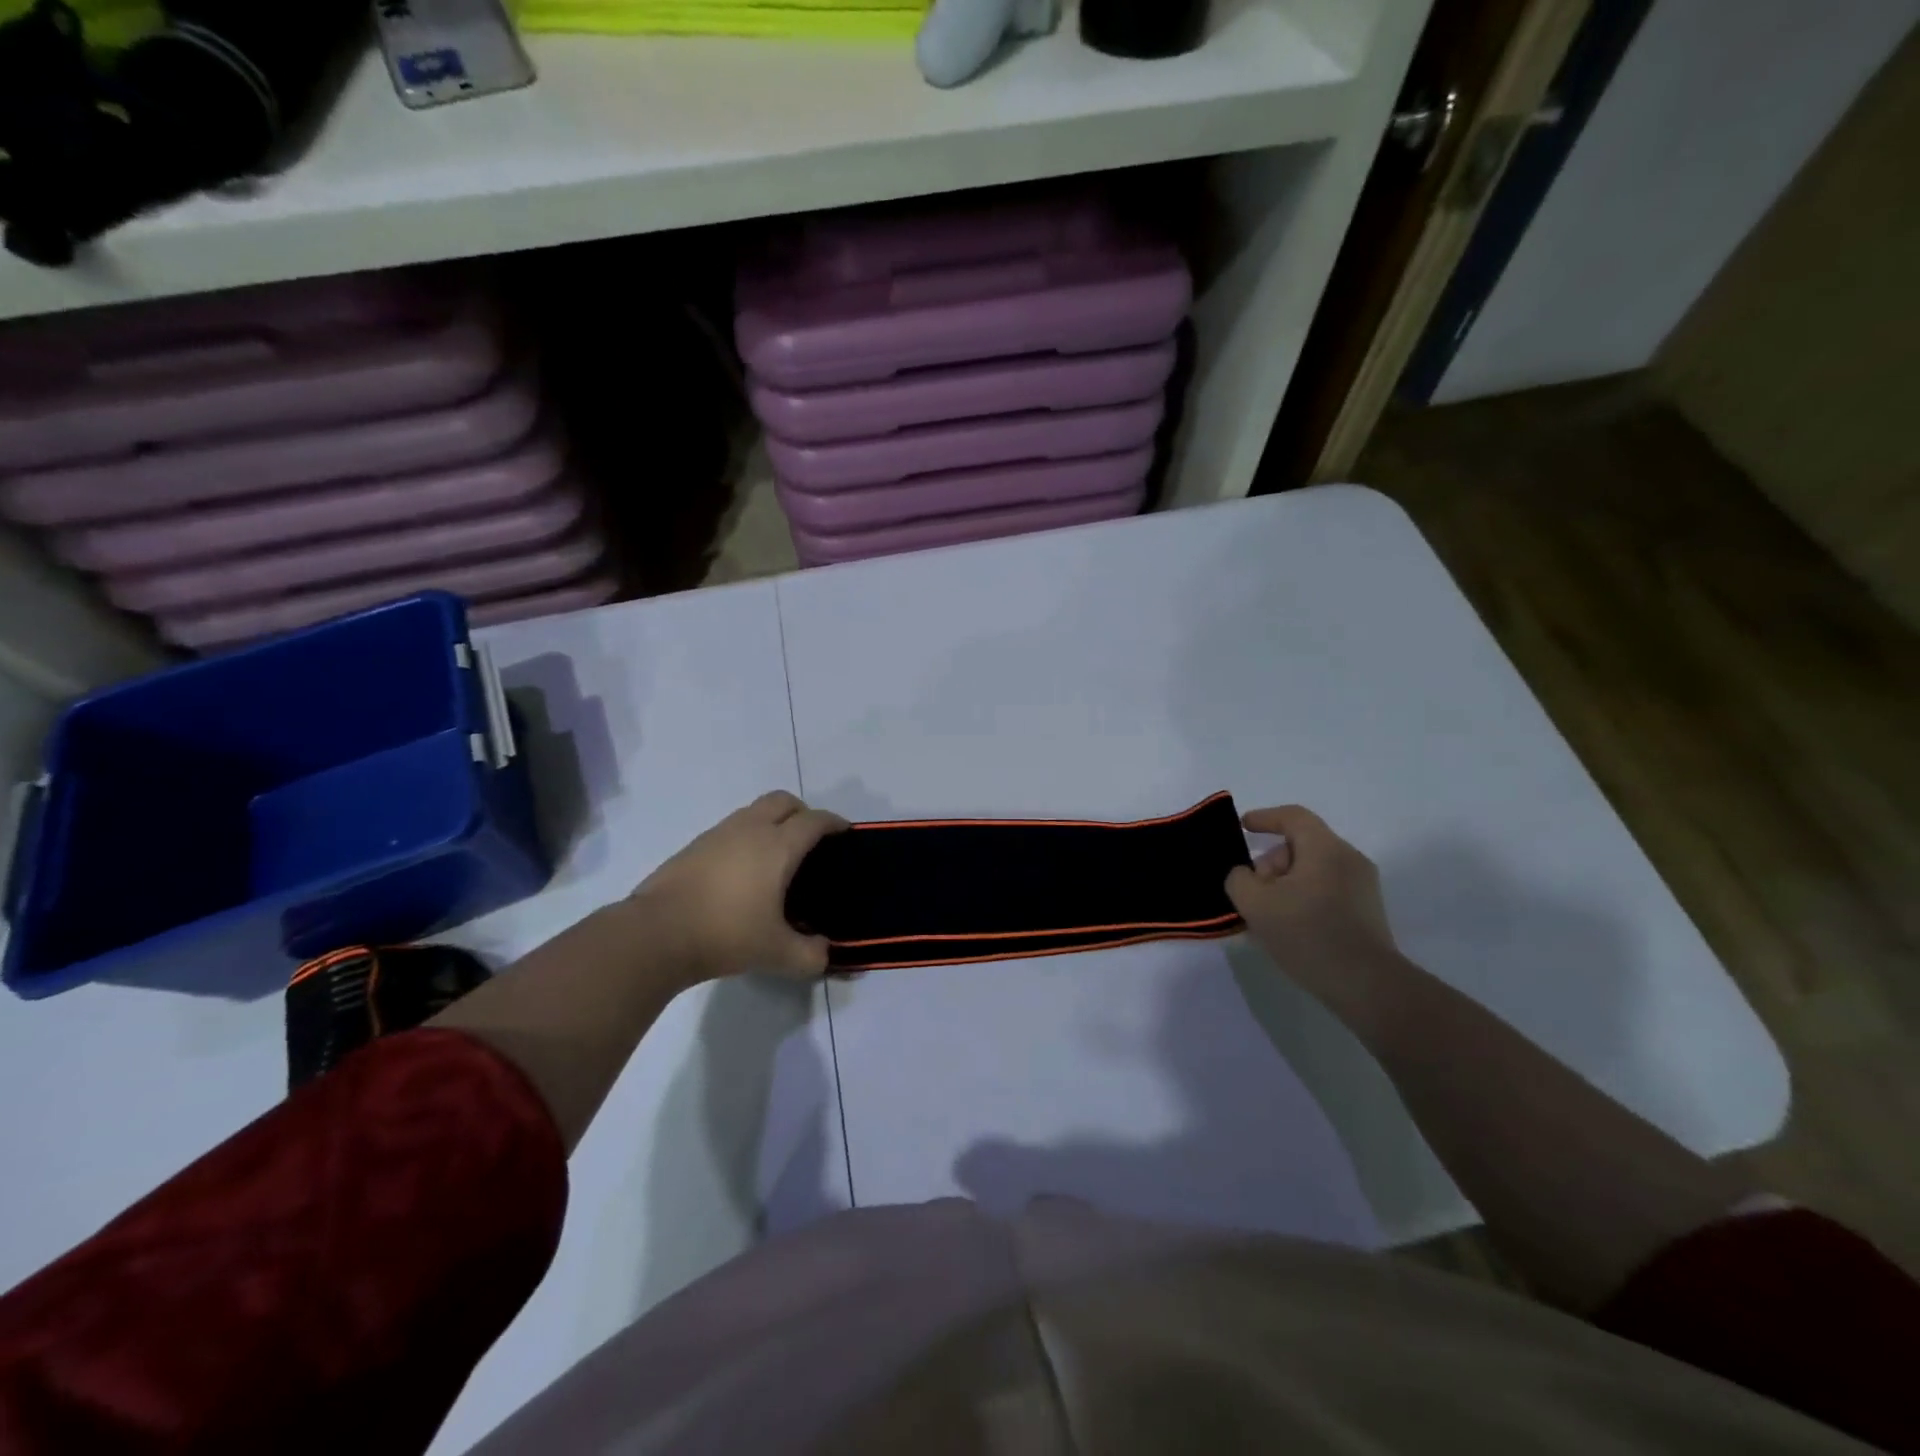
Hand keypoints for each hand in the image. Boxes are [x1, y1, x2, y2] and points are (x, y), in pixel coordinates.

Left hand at [630, 791, 847, 984]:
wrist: (656, 933)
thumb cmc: (726, 934)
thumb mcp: (777, 954)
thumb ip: (811, 955)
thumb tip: (826, 954)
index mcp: (778, 846)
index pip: (815, 820)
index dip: (834, 823)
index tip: (845, 834)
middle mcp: (751, 829)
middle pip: (783, 801)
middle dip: (803, 812)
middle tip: (811, 840)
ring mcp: (719, 833)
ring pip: (754, 811)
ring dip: (772, 822)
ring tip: (777, 857)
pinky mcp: (695, 845)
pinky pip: (732, 828)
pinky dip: (747, 837)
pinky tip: (743, 871)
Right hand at [1225, 805, 1400, 1002]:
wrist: (1366, 985)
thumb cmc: (1308, 935)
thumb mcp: (1255, 904)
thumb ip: (1239, 879)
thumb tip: (1244, 875)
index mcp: (1325, 849)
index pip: (1293, 817)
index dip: (1264, 818)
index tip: (1243, 827)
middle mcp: (1349, 859)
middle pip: (1301, 845)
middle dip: (1271, 863)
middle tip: (1253, 892)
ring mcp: (1363, 886)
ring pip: (1313, 869)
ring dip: (1285, 883)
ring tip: (1267, 915)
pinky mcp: (1367, 911)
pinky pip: (1327, 889)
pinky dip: (1304, 897)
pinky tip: (1289, 926)